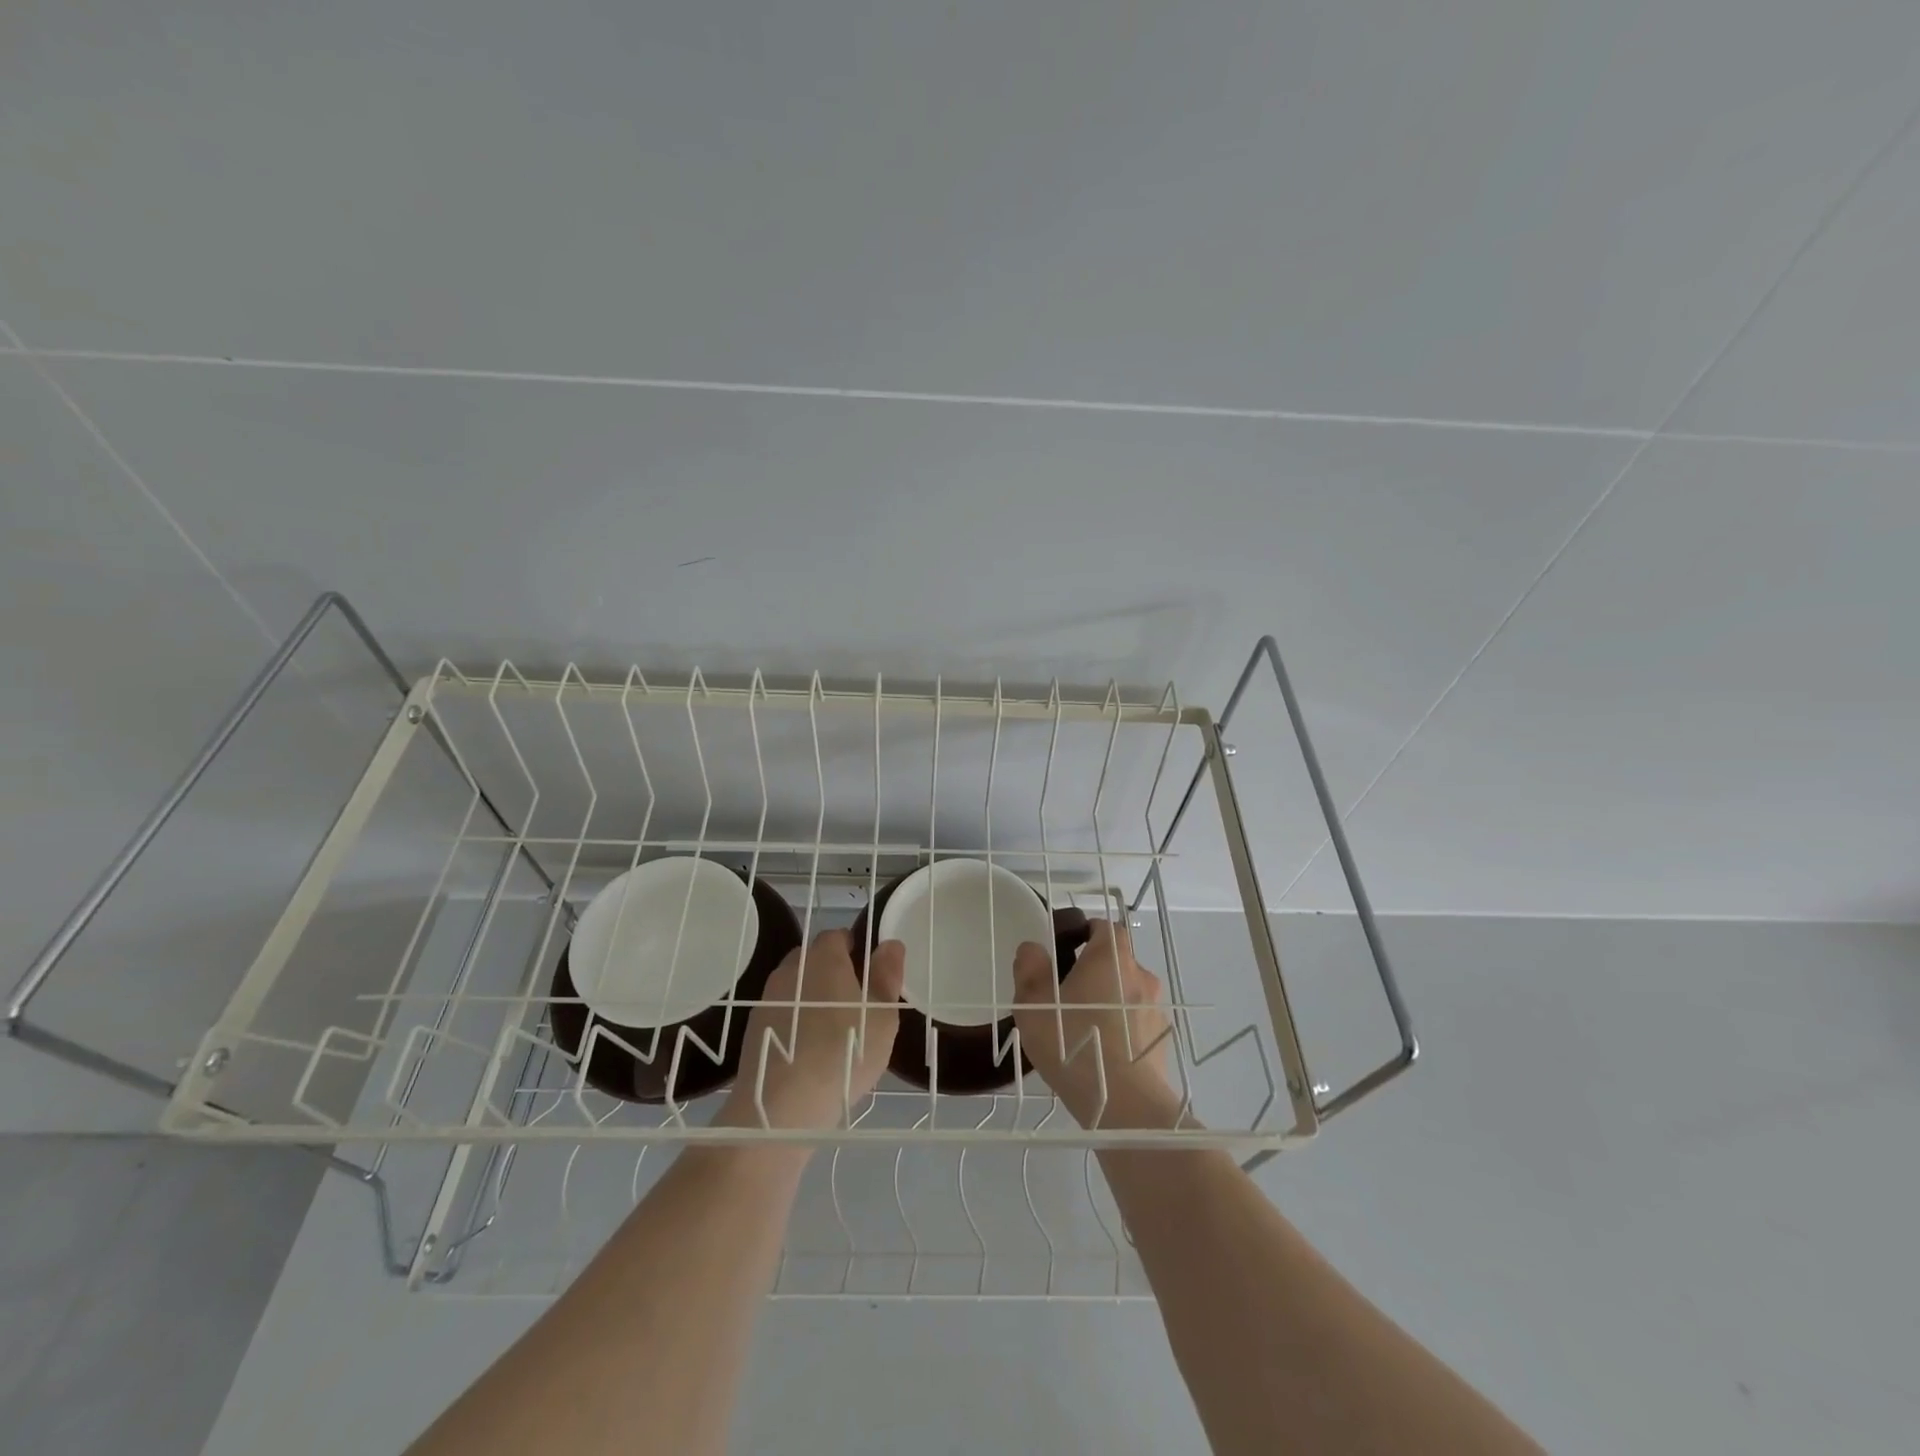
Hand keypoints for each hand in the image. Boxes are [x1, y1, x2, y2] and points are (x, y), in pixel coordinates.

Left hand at [724, 929, 903, 1130]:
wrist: (783, 1106)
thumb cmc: (845, 1052)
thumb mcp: (882, 1016)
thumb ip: (887, 975)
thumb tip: (890, 944)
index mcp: (824, 957)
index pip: (838, 936)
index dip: (855, 950)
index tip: (869, 975)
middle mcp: (792, 969)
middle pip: (814, 959)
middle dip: (832, 972)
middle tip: (854, 1004)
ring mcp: (768, 997)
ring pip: (796, 986)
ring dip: (812, 998)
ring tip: (831, 1031)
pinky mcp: (754, 1027)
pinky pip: (782, 1013)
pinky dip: (795, 1022)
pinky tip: (808, 1050)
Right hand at [1013, 919, 1179, 1128]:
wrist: (1124, 1104)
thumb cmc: (1074, 1043)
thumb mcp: (1033, 1005)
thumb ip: (1030, 970)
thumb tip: (1033, 948)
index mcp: (1111, 957)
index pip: (1105, 928)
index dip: (1086, 934)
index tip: (1066, 951)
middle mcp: (1140, 975)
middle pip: (1116, 962)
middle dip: (1094, 973)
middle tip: (1066, 997)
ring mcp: (1155, 1009)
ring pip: (1127, 994)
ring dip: (1109, 1003)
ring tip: (1083, 1030)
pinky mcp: (1162, 1042)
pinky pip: (1137, 1024)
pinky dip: (1122, 1030)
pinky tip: (1101, 1054)